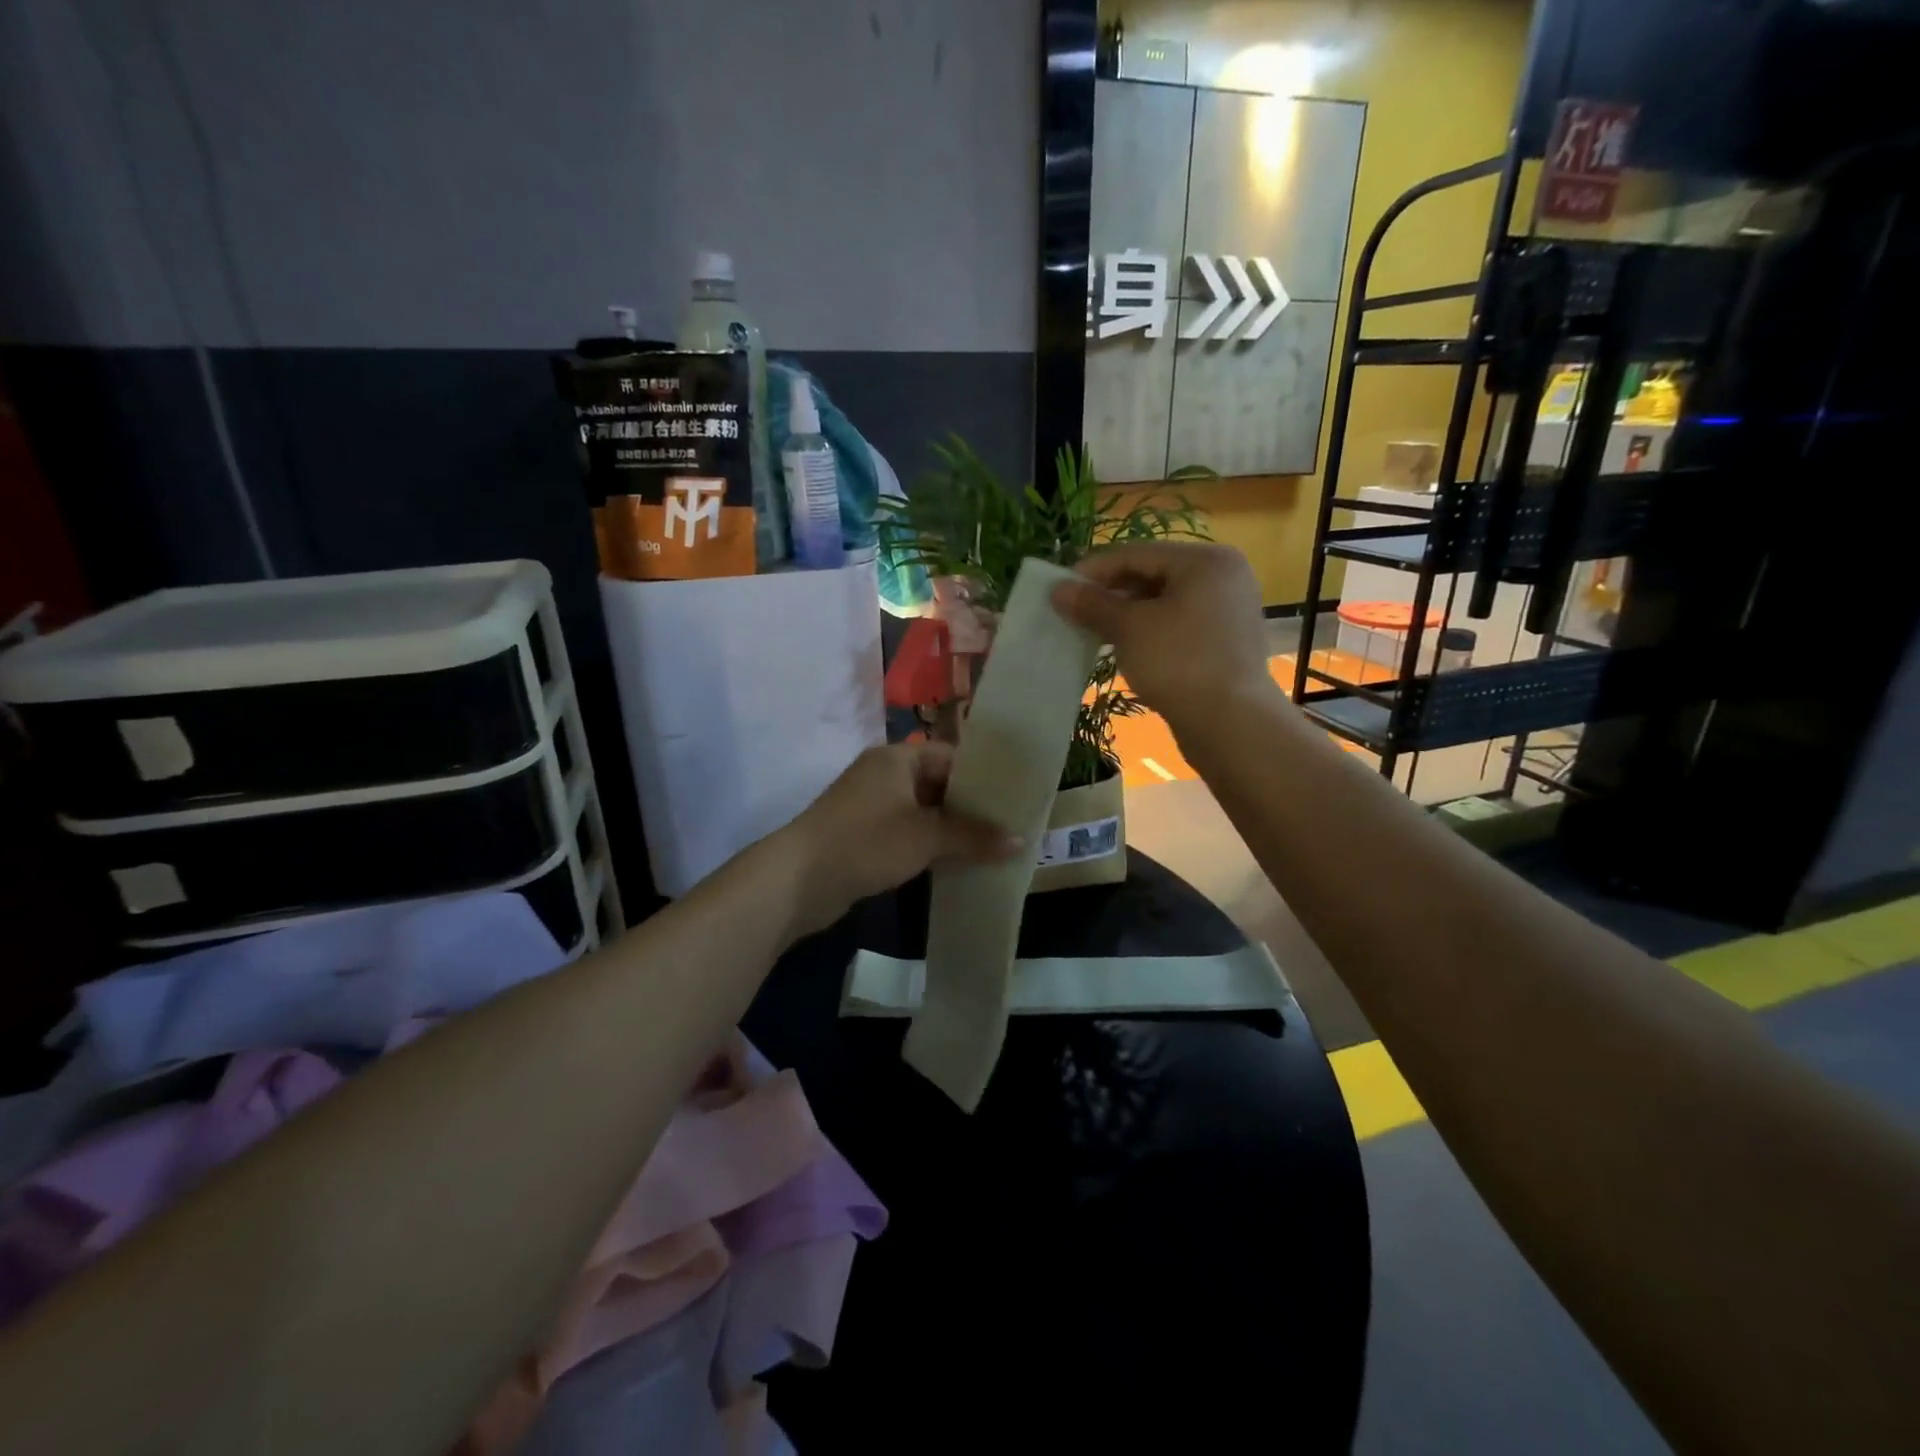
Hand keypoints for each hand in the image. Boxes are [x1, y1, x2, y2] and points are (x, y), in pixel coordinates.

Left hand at [782, 742, 1019, 933]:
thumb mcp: (926, 837)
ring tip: (991, 847)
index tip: (1014, 798)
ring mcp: (870, 806)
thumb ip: (974, 836)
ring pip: (922, 811)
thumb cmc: (867, 842)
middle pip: (938, 784)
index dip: (983, 777)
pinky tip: (954, 863)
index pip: (951, 757)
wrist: (798, 879)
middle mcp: (883, 774)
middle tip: (1009, 827)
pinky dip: (928, 844)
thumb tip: (1021, 841)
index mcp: (896, 759)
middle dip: (970, 808)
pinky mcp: (862, 835)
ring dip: (950, 829)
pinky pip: (906, 832)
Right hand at [1051, 542, 1275, 723]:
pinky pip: (1177, 625)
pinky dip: (1148, 632)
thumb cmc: (1178, 663)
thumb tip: (1058, 589)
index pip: (1136, 553)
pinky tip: (1123, 649)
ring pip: (1164, 602)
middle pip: (1152, 575)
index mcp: (1205, 560)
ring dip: (1126, 615)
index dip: (1093, 570)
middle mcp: (1223, 577)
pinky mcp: (1224, 642)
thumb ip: (1093, 604)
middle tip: (1074, 613)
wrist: (1231, 724)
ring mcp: (1227, 610)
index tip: (1060, 589)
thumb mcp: (1129, 629)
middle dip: (1110, 594)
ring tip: (1093, 633)